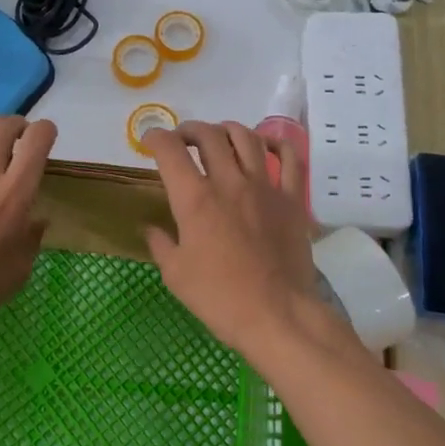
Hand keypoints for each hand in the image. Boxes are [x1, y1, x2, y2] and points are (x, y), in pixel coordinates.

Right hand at [141, 121, 318, 355]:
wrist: (277, 315)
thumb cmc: (220, 298)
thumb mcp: (176, 275)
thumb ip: (161, 244)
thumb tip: (152, 229)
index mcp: (195, 199)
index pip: (170, 151)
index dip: (156, 138)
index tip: (151, 141)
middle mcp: (229, 182)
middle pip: (208, 136)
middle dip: (190, 130)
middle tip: (182, 139)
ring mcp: (265, 187)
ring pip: (246, 138)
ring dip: (227, 130)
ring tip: (219, 137)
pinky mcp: (292, 199)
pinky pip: (290, 159)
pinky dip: (276, 144)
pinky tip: (266, 145)